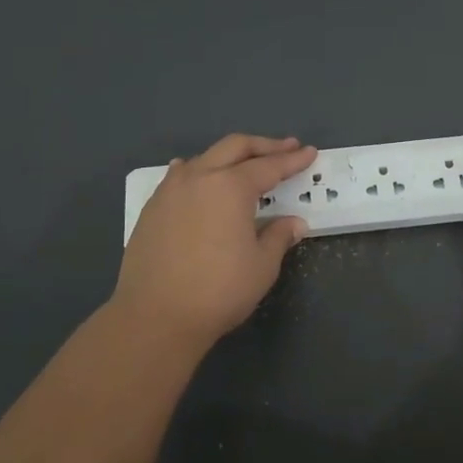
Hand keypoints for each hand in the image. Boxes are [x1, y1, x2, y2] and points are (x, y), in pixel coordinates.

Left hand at [110, 133, 316, 351]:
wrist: (155, 316)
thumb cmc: (218, 290)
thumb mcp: (262, 266)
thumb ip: (279, 237)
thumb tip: (294, 223)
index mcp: (231, 187)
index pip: (269, 166)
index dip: (292, 160)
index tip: (309, 152)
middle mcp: (199, 177)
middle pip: (235, 147)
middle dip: (264, 146)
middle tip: (286, 147)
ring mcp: (171, 190)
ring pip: (204, 157)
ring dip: (230, 156)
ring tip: (245, 163)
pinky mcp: (152, 208)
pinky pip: (180, 176)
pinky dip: (198, 171)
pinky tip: (198, 177)